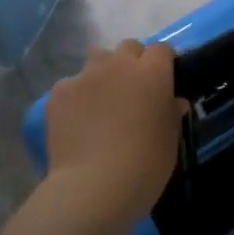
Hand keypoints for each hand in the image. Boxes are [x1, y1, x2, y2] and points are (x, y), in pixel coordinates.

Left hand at [43, 41, 183, 233]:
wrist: (94, 186)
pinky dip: (78, 96)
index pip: (161, 50)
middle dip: (134, 62)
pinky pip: (72, 84)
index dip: (164, 63)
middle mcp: (118, 64)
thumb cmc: (145, 166)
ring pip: (98, 59)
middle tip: (134, 90)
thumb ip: (171, 114)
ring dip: (104, 72)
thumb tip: (173, 101)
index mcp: (151, 73)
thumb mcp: (170, 141)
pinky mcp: (59, 91)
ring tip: (103, 100)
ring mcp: (85, 75)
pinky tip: (78, 121)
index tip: (165, 80)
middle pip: (129, 47)